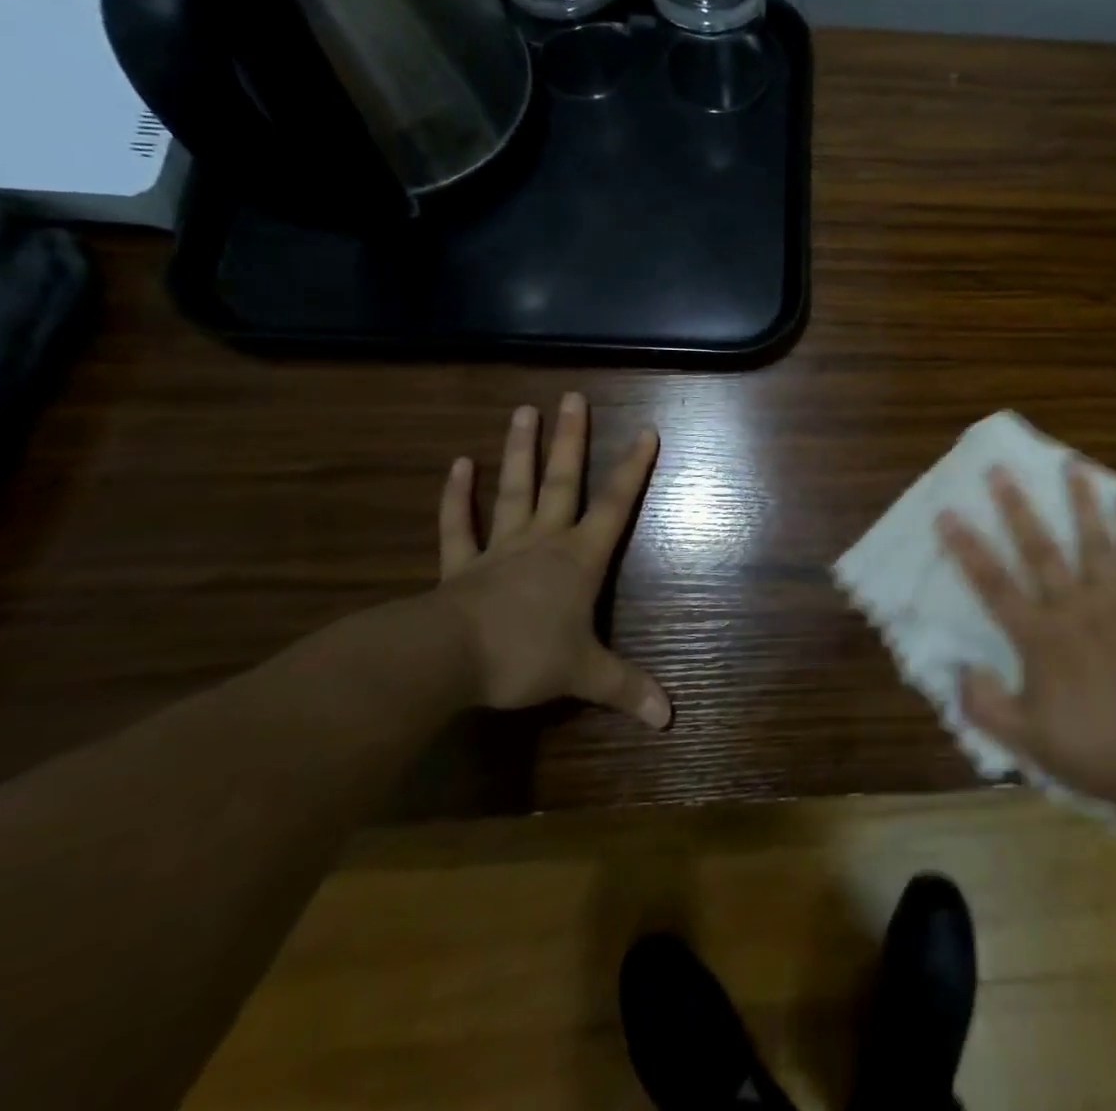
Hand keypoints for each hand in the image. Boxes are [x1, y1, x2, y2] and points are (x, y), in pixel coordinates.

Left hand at [436, 395, 670, 724]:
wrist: (445, 660)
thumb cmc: (525, 656)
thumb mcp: (584, 675)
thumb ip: (626, 688)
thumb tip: (670, 718)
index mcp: (578, 558)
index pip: (614, 506)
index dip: (633, 469)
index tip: (647, 431)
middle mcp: (543, 541)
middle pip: (563, 482)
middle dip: (571, 439)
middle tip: (572, 397)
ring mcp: (499, 548)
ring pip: (515, 491)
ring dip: (520, 452)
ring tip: (524, 410)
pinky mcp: (460, 566)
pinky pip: (458, 525)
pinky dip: (458, 496)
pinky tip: (459, 464)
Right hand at [939, 462, 1115, 810]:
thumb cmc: (1096, 752)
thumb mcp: (1028, 742)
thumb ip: (985, 706)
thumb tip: (959, 668)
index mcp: (1042, 638)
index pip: (994, 585)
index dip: (968, 549)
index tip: (948, 514)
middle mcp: (1077, 609)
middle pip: (1041, 550)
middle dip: (1016, 508)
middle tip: (1000, 470)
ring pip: (1097, 543)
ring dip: (1083, 503)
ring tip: (1074, 466)